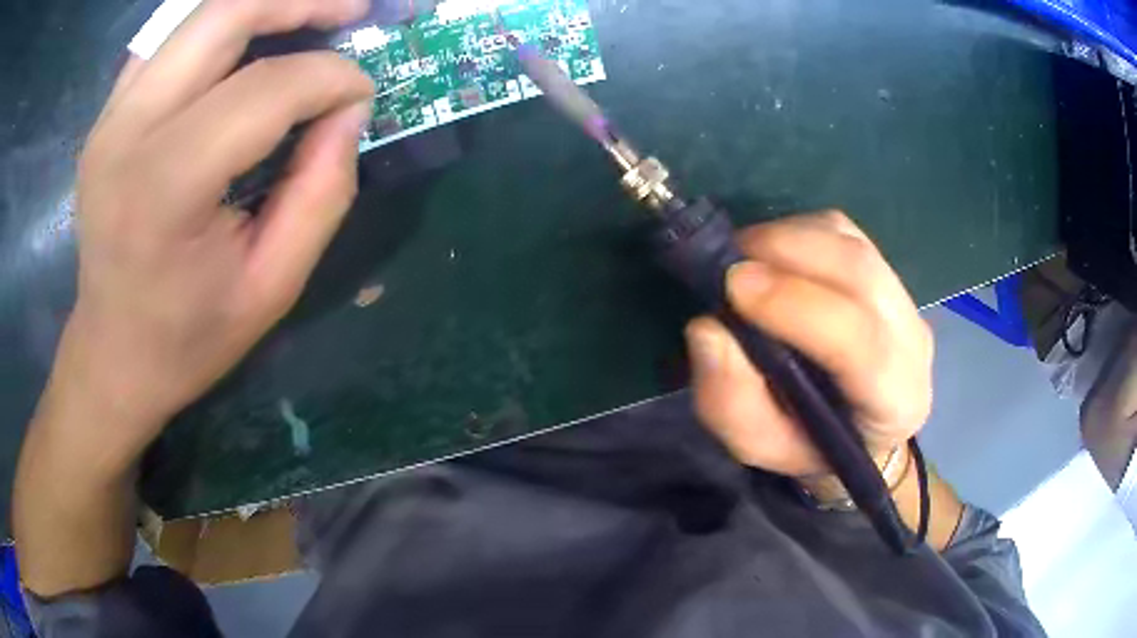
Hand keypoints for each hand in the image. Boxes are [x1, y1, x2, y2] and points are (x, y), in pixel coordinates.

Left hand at [52, 0, 373, 467]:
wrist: (111, 355)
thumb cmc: (188, 338)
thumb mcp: (272, 287)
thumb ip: (322, 193)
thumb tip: (349, 111)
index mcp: (165, 188)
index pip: (265, 89)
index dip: (331, 78)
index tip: (362, 96)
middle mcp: (128, 132)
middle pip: (225, 15)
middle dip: (302, 2)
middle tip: (351, 12)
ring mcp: (111, 116)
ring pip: (198, 13)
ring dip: (263, 4)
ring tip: (310, 16)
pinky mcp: (107, 114)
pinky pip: (170, 38)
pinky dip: (217, 27)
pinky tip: (244, 45)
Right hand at [684, 211, 933, 477]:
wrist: (854, 427)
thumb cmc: (806, 443)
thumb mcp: (756, 443)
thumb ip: (731, 400)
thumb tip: (708, 328)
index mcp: (894, 400)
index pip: (860, 341)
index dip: (796, 304)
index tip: (734, 286)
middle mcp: (912, 341)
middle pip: (859, 271)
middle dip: (785, 253)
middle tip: (727, 266)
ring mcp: (904, 297)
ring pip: (849, 242)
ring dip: (787, 239)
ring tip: (744, 264)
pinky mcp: (885, 268)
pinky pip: (842, 231)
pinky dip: (797, 232)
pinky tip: (772, 258)